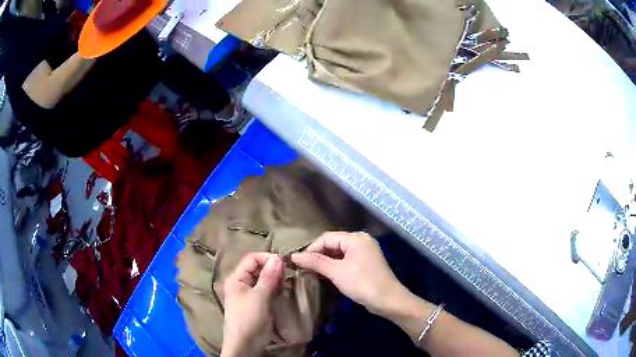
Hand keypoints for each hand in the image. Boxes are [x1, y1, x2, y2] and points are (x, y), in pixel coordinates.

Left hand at [222, 253, 282, 356]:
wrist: (245, 344)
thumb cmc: (248, 318)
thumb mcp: (259, 297)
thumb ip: (268, 277)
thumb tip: (277, 259)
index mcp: (237, 278)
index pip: (252, 259)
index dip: (267, 258)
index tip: (284, 263)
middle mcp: (242, 283)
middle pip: (258, 268)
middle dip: (273, 268)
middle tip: (288, 273)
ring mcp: (250, 294)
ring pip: (264, 279)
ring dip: (276, 278)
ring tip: (288, 281)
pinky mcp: (258, 303)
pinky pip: (267, 290)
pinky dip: (276, 288)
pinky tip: (285, 289)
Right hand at [291, 232, 406, 315]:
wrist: (388, 300)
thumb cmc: (362, 283)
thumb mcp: (337, 272)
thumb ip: (315, 262)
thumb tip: (294, 256)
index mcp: (356, 238)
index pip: (326, 238)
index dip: (311, 249)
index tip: (298, 262)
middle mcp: (361, 241)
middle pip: (333, 244)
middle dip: (318, 255)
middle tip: (303, 268)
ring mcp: (365, 252)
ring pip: (339, 253)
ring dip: (325, 262)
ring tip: (311, 272)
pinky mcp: (365, 264)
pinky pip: (346, 260)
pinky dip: (335, 266)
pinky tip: (325, 275)